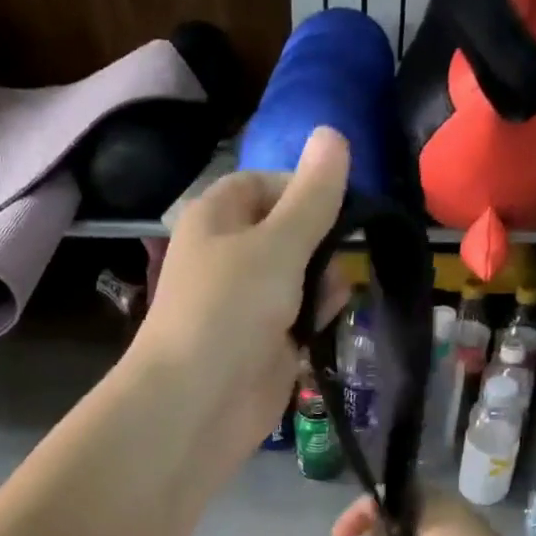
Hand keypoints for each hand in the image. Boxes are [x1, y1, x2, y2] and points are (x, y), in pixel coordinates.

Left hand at [130, 128, 349, 450]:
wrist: (196, 403)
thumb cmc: (229, 310)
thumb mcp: (277, 243)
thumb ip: (313, 196)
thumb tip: (334, 132)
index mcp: (217, 218)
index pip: (266, 184)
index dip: (304, 190)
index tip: (339, 209)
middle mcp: (230, 257)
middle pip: (291, 233)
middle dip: (322, 246)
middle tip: (333, 265)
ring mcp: (247, 305)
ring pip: (302, 279)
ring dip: (324, 287)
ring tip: (326, 306)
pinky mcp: (265, 347)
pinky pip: (302, 321)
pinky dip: (316, 323)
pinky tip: (322, 333)